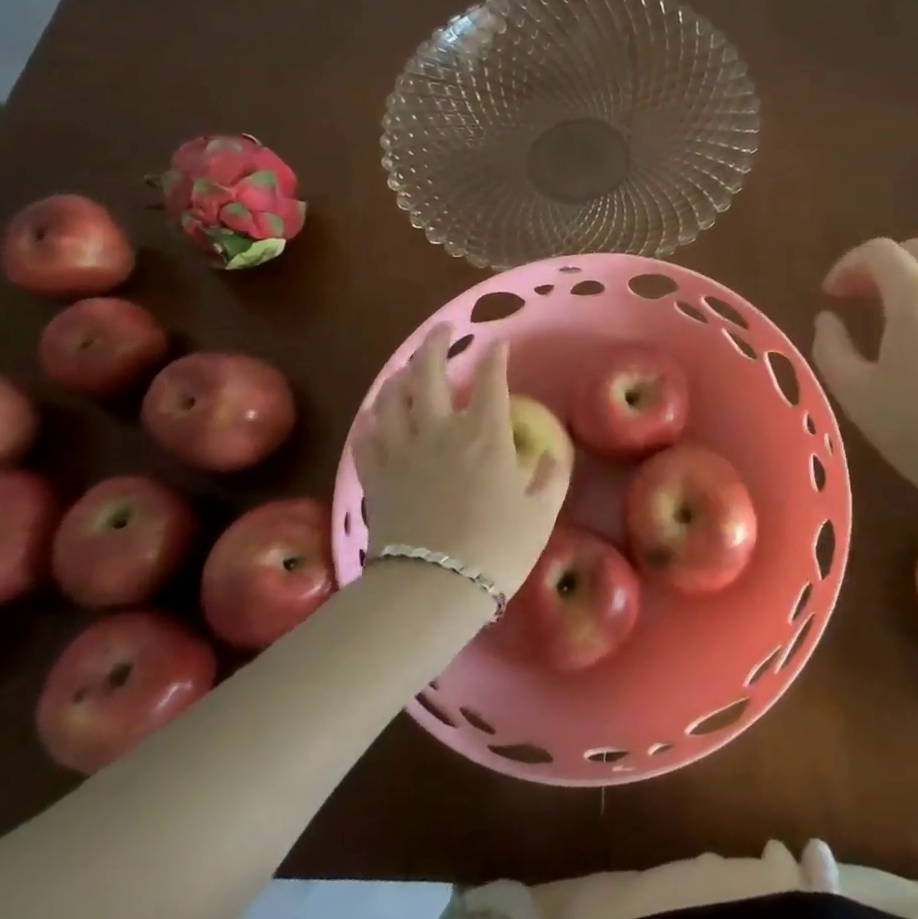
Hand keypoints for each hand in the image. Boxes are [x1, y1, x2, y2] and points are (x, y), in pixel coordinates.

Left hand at [351, 325, 570, 604]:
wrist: (432, 587)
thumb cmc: (496, 550)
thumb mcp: (540, 514)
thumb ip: (549, 478)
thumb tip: (550, 453)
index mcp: (485, 435)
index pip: (491, 382)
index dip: (495, 359)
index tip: (499, 345)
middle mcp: (441, 431)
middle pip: (429, 374)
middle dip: (435, 345)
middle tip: (441, 331)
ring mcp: (403, 450)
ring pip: (392, 397)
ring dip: (399, 375)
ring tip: (406, 366)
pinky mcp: (376, 474)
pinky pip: (367, 434)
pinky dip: (371, 416)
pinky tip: (374, 411)